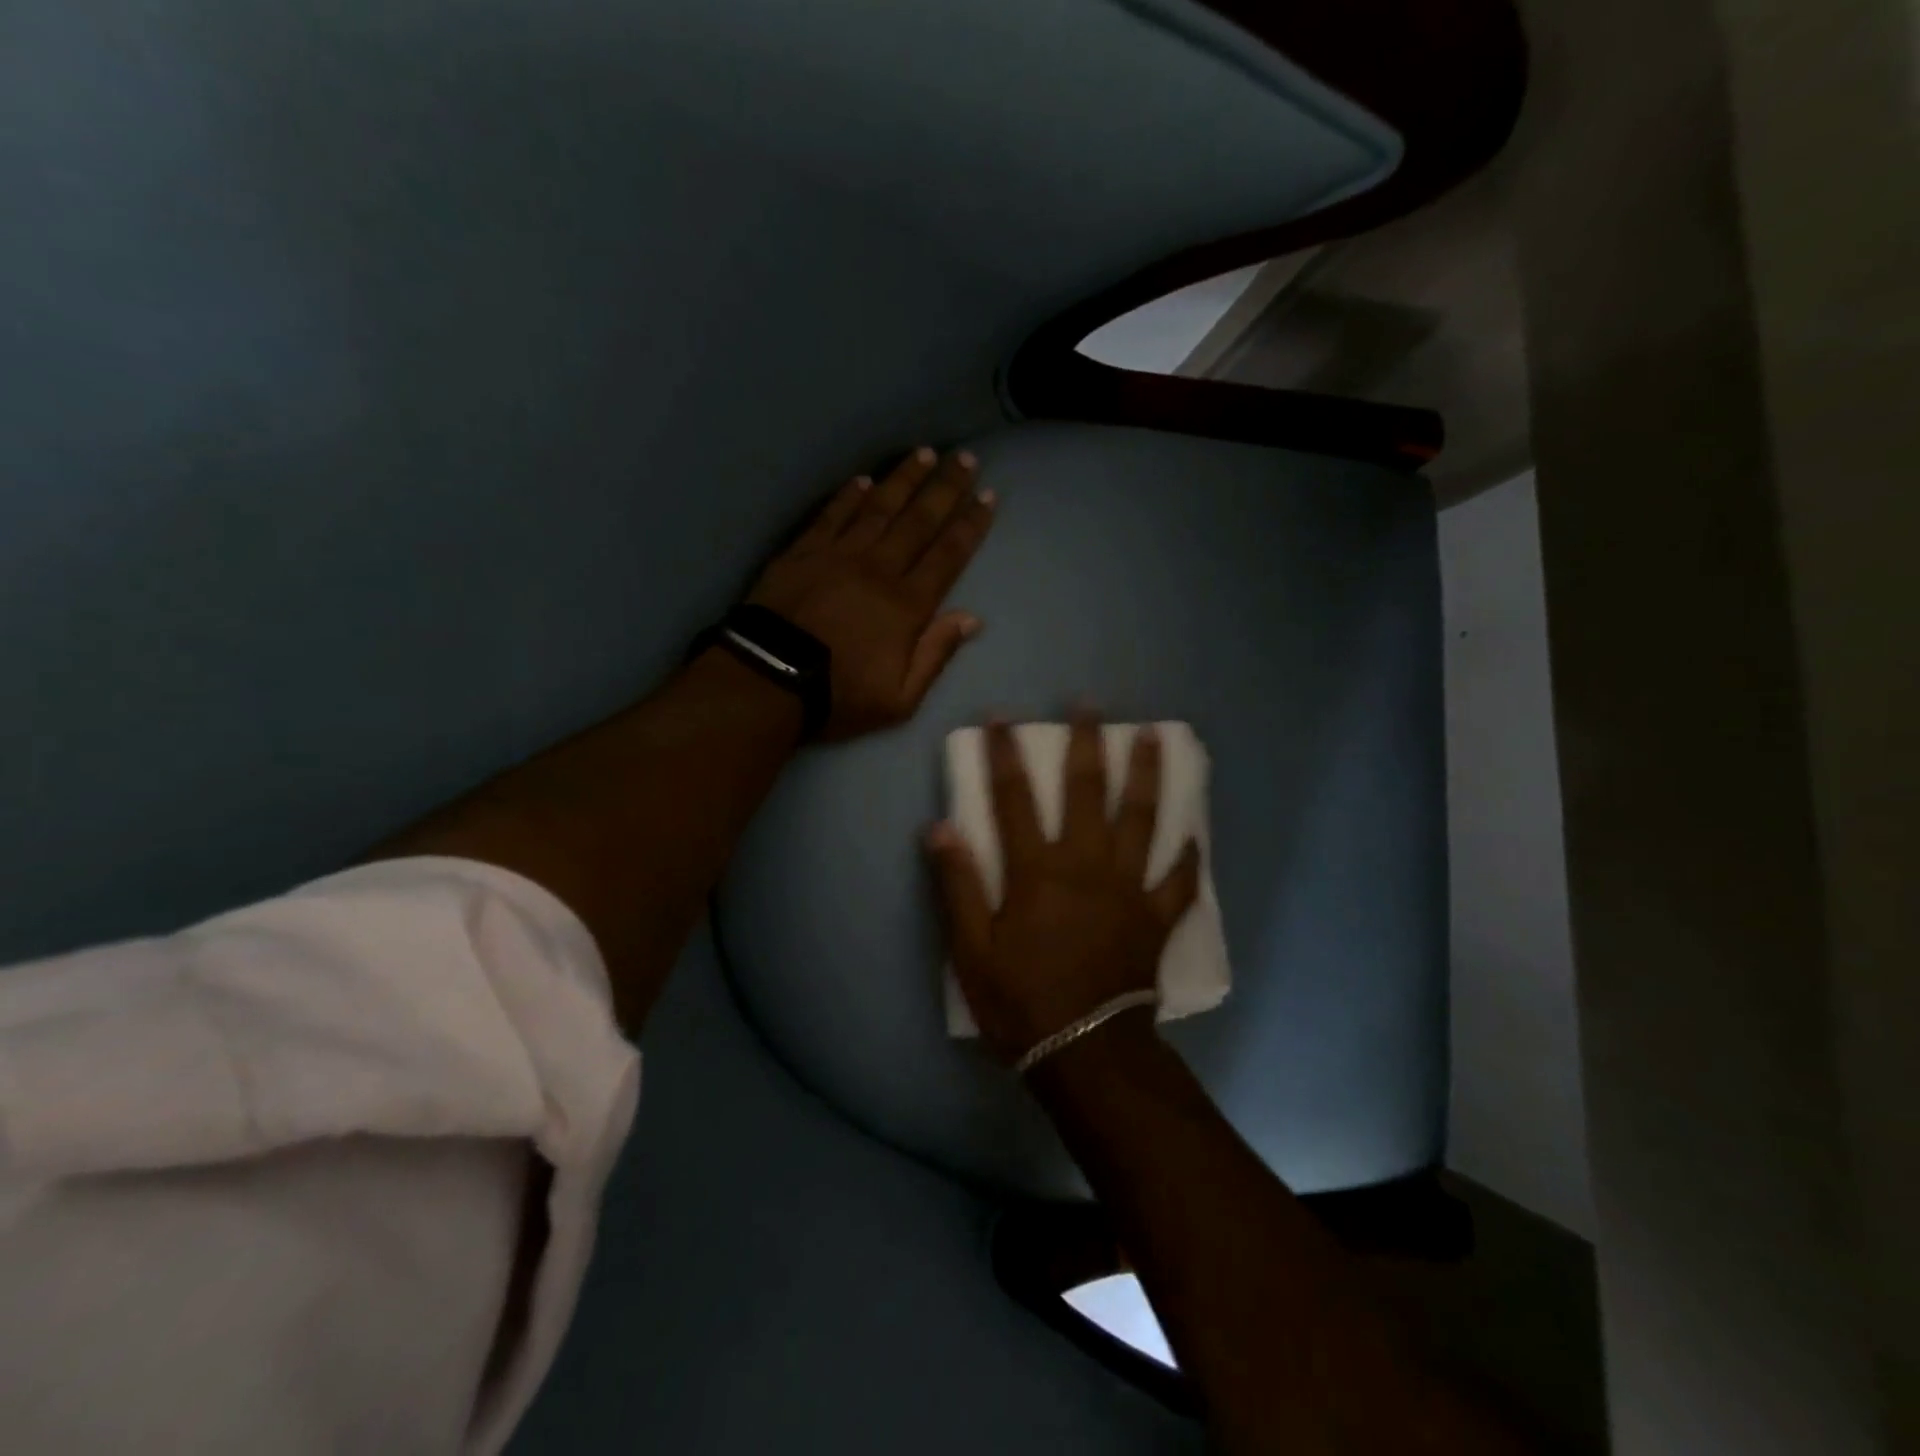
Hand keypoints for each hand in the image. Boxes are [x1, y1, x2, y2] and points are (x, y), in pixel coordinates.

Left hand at [749, 448, 994, 740]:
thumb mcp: (901, 698)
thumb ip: (936, 654)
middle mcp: (878, 569)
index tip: (987, 496)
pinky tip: (864, 479)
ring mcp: (838, 555)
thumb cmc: (840, 696)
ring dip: (904, 479)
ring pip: (879, 508)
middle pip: (919, 521)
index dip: (970, 525)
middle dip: (945, 488)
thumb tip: (971, 618)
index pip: (948, 555)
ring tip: (925, 453)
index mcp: (907, 605)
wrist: (769, 682)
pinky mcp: (803, 552)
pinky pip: (832, 515)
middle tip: (966, 458)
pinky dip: (849, 495)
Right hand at [924, 713, 1202, 1064]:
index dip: (1005, 755)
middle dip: (1086, 743)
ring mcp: (1128, 888)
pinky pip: (1178, 881)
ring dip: (1147, 774)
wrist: (1085, 1052)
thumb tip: (940, 828)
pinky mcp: (1156, 917)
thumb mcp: (971, 949)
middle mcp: (1086, 866)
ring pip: (1142, 819)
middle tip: (1090, 705)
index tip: (1001, 718)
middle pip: (1088, 792)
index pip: (1015, 799)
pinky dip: (1187, 857)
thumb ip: (957, 885)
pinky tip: (1195, 835)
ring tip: (1154, 736)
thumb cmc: (1021, 1001)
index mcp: (1037, 871)